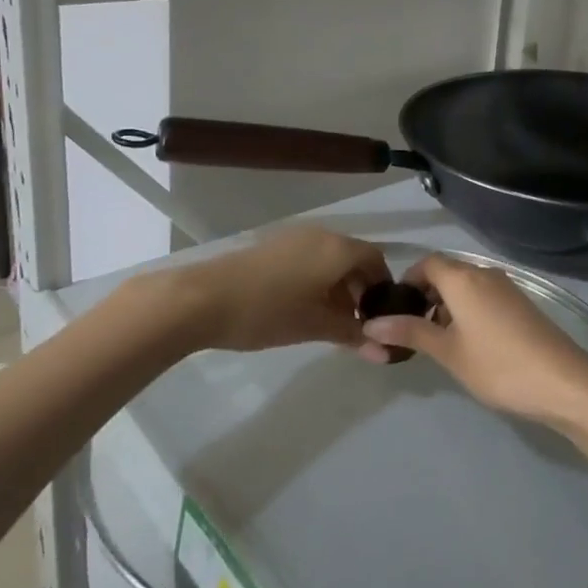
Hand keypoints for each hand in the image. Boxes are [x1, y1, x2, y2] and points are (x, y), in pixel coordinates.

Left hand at [141, 226, 391, 354]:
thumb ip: (352, 335)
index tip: (380, 318)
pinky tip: (302, 308)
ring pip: (329, 259)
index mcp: (338, 248)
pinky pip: (308, 259)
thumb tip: (385, 352)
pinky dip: (316, 280)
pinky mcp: (271, 246)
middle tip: (356, 325)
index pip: (376, 260)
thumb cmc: (267, 311)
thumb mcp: (315, 326)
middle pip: (353, 258)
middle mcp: (321, 235)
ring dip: (337, 287)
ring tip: (329, 322)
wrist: (201, 299)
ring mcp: (294, 238)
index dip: (383, 288)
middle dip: (359, 290)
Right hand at [360, 254, 587, 425]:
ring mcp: (506, 287)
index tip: (394, 310)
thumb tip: (371, 323)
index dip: (407, 280)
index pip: (427, 262)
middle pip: (447, 272)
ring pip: (466, 285)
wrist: (561, 381)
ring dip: (447, 304)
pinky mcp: (520, 303)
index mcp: (463, 278)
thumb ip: (410, 332)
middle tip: (411, 330)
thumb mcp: (448, 351)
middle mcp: (485, 273)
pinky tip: (468, 342)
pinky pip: (483, 295)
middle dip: (425, 295)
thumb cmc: (497, 365)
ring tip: (437, 341)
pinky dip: (468, 309)